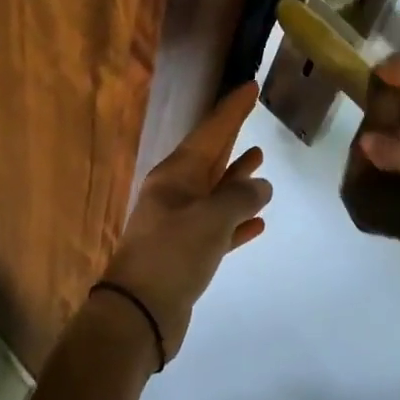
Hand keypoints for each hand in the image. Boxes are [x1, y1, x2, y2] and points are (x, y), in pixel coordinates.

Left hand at [100, 81, 272, 362]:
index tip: (249, 86)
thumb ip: (240, 196)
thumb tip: (261, 186)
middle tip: (253, 114)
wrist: (139, 313)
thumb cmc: (173, 255)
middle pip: (210, 156)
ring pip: (215, 192)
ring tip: (259, 159)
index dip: (231, 110)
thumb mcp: (211, 218)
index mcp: (175, 176)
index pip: (210, 132)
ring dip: (235, 176)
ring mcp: (180, 224)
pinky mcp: (187, 254)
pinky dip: (238, 221)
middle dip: (231, 135)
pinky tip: (259, 222)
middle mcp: (175, 194)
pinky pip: (218, 228)